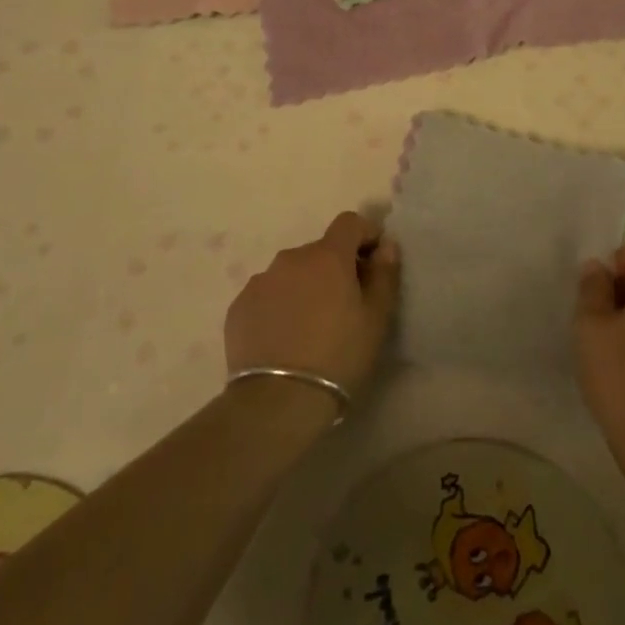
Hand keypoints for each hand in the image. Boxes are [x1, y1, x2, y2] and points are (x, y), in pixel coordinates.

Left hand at [224, 211, 399, 399]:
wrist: (277, 402)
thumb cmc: (338, 356)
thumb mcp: (376, 318)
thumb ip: (385, 274)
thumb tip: (386, 245)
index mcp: (328, 256)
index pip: (350, 222)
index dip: (365, 235)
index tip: (373, 262)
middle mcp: (291, 258)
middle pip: (320, 251)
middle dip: (335, 268)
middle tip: (344, 305)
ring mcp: (261, 281)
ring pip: (291, 273)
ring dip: (305, 287)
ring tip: (310, 326)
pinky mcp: (239, 306)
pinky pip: (267, 295)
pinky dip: (278, 306)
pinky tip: (283, 339)